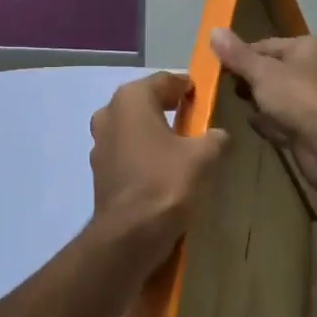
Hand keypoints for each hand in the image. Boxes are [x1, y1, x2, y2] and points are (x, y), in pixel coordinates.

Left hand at [88, 72, 228, 269]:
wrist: (129, 235)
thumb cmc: (166, 182)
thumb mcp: (204, 156)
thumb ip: (215, 137)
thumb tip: (218, 135)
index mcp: (131, 98)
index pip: (165, 80)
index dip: (187, 86)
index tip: (206, 96)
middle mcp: (109, 113)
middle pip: (145, 102)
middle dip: (169, 108)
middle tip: (196, 120)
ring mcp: (99, 143)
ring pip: (133, 128)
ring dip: (154, 132)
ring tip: (182, 147)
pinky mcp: (99, 171)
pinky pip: (127, 152)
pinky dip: (143, 154)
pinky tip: (163, 170)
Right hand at [209, 29, 316, 200]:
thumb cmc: (299, 100)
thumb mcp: (262, 73)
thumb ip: (237, 55)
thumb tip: (214, 30)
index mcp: (307, 48)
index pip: (264, 46)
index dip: (240, 57)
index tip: (218, 70)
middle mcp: (313, 70)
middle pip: (270, 72)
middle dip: (249, 83)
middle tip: (228, 91)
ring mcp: (313, 101)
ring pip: (275, 98)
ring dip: (258, 106)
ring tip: (242, 110)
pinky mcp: (310, 128)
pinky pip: (282, 121)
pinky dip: (271, 125)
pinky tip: (260, 129)